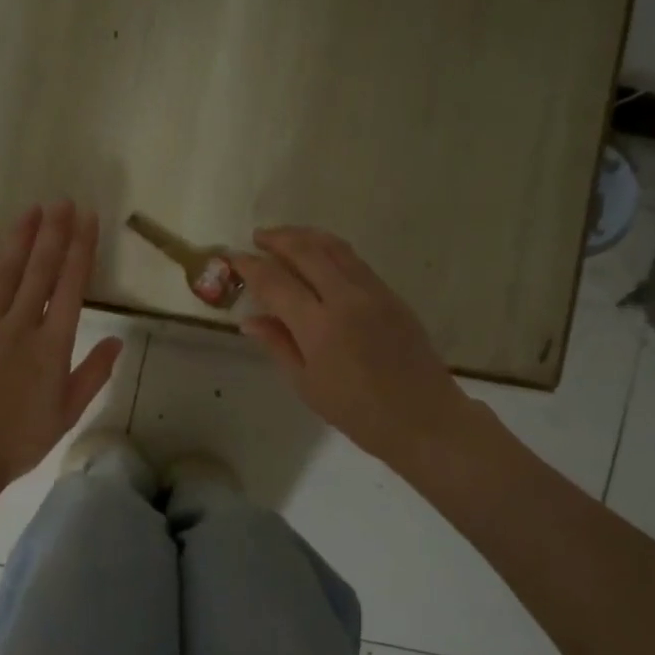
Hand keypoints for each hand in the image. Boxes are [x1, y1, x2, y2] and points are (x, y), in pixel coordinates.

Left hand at [0, 201, 123, 494]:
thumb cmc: (19, 440)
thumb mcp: (67, 413)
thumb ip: (93, 374)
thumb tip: (118, 340)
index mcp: (52, 346)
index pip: (72, 287)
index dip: (81, 249)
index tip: (87, 219)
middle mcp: (21, 325)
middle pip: (40, 270)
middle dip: (54, 232)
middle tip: (62, 201)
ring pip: (5, 272)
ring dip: (20, 238)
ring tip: (32, 210)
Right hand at [233, 227, 476, 467]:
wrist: (421, 417)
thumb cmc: (356, 411)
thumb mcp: (306, 384)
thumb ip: (278, 344)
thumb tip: (250, 319)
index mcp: (319, 326)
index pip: (275, 282)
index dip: (250, 266)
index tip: (233, 258)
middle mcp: (346, 298)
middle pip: (306, 250)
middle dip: (278, 238)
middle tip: (257, 238)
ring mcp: (373, 292)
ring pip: (335, 248)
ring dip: (306, 236)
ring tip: (286, 238)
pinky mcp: (391, 295)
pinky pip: (355, 261)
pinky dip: (330, 250)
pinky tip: (320, 258)